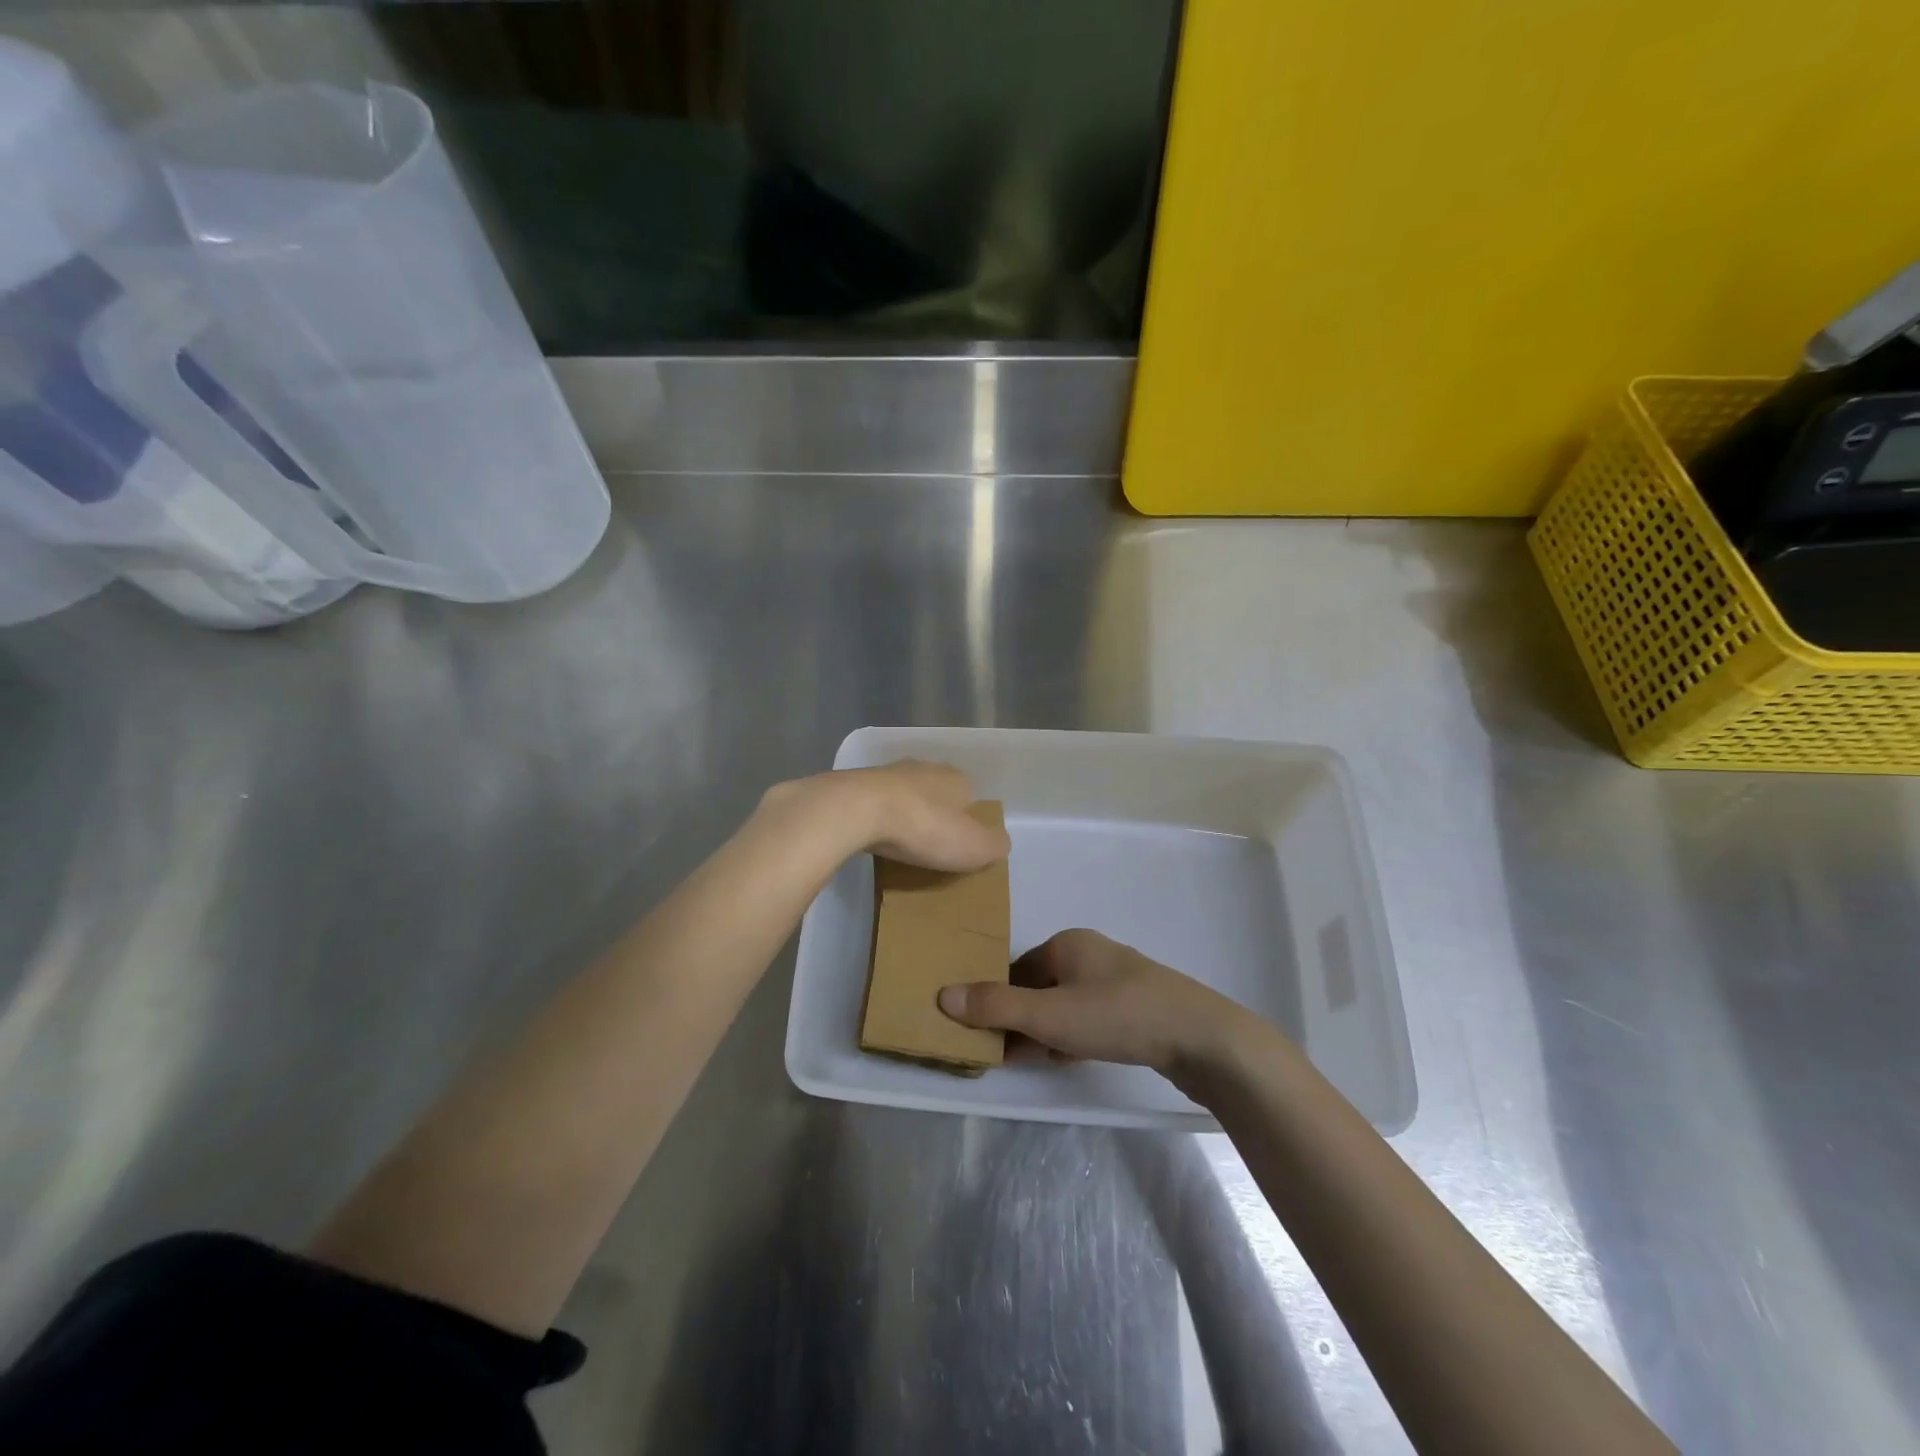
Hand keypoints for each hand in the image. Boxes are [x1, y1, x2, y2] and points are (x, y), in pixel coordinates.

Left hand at [762, 759, 1010, 872]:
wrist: (858, 809)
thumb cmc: (925, 827)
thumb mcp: (974, 846)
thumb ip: (994, 844)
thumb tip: (1000, 842)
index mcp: (956, 778)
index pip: (971, 795)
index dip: (968, 820)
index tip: (960, 844)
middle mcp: (925, 767)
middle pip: (937, 791)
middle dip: (936, 813)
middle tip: (931, 844)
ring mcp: (888, 772)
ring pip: (905, 793)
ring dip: (905, 812)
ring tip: (901, 842)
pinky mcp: (857, 783)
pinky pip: (876, 802)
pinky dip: (878, 816)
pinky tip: (874, 835)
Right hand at [937, 929, 1251, 1075]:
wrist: (1200, 1037)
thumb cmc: (1117, 1016)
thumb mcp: (1049, 1015)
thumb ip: (996, 1007)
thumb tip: (943, 995)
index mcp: (1068, 943)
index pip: (1017, 969)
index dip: (998, 1002)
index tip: (985, 1036)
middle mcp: (1092, 953)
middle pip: (1040, 987)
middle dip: (1022, 1020)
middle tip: (1006, 1056)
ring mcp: (1119, 979)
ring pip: (1066, 1005)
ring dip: (1047, 1032)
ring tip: (1035, 1062)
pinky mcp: (1139, 1006)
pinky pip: (1092, 1018)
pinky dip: (1075, 1036)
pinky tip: (1072, 1060)